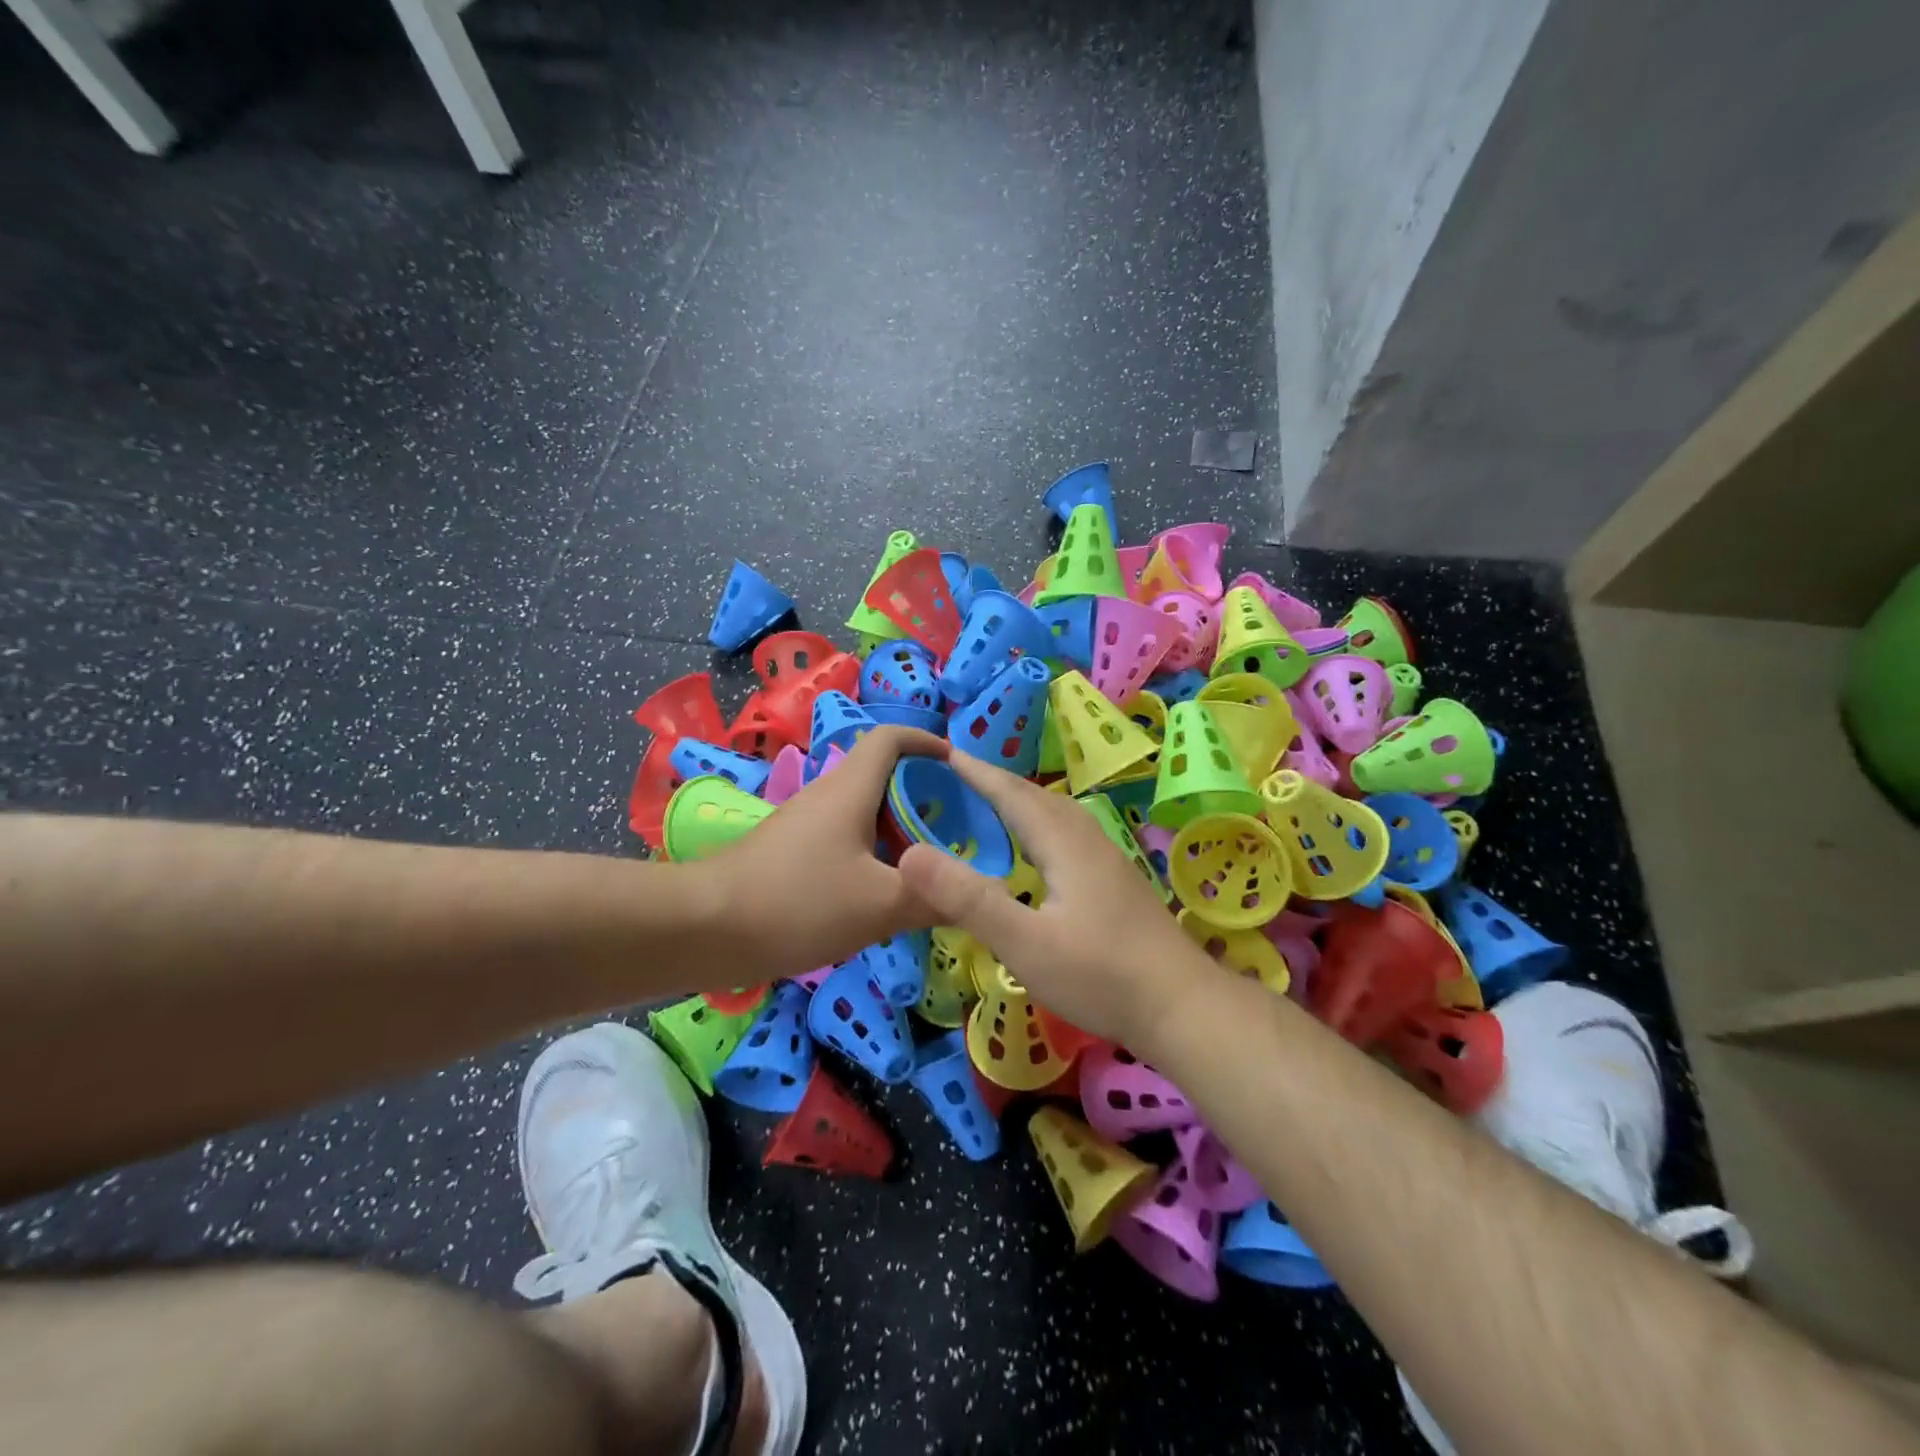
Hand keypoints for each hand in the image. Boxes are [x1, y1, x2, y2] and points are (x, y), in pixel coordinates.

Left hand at [696, 726, 946, 981]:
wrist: (706, 928)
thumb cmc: (799, 901)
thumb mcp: (880, 904)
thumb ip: (934, 897)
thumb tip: (980, 894)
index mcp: (851, 789)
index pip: (892, 738)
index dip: (928, 742)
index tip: (961, 768)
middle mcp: (828, 796)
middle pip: (884, 777)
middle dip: (924, 796)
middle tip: (959, 830)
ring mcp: (805, 826)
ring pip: (864, 814)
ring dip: (899, 831)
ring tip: (931, 866)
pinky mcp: (790, 855)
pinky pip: (844, 842)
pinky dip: (873, 856)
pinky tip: (885, 894)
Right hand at [895, 754, 1219, 1046]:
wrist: (1183, 1007)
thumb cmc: (1100, 976)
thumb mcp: (1024, 943)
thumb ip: (967, 900)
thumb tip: (908, 855)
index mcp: (1063, 843)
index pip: (1012, 794)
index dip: (976, 773)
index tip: (942, 753)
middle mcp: (1088, 841)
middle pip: (1037, 798)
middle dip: (996, 783)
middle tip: (957, 778)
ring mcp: (1108, 861)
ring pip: (1058, 816)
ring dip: (1022, 802)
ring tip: (992, 807)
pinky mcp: (1118, 884)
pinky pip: (1070, 836)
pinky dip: (1041, 827)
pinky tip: (1038, 854)